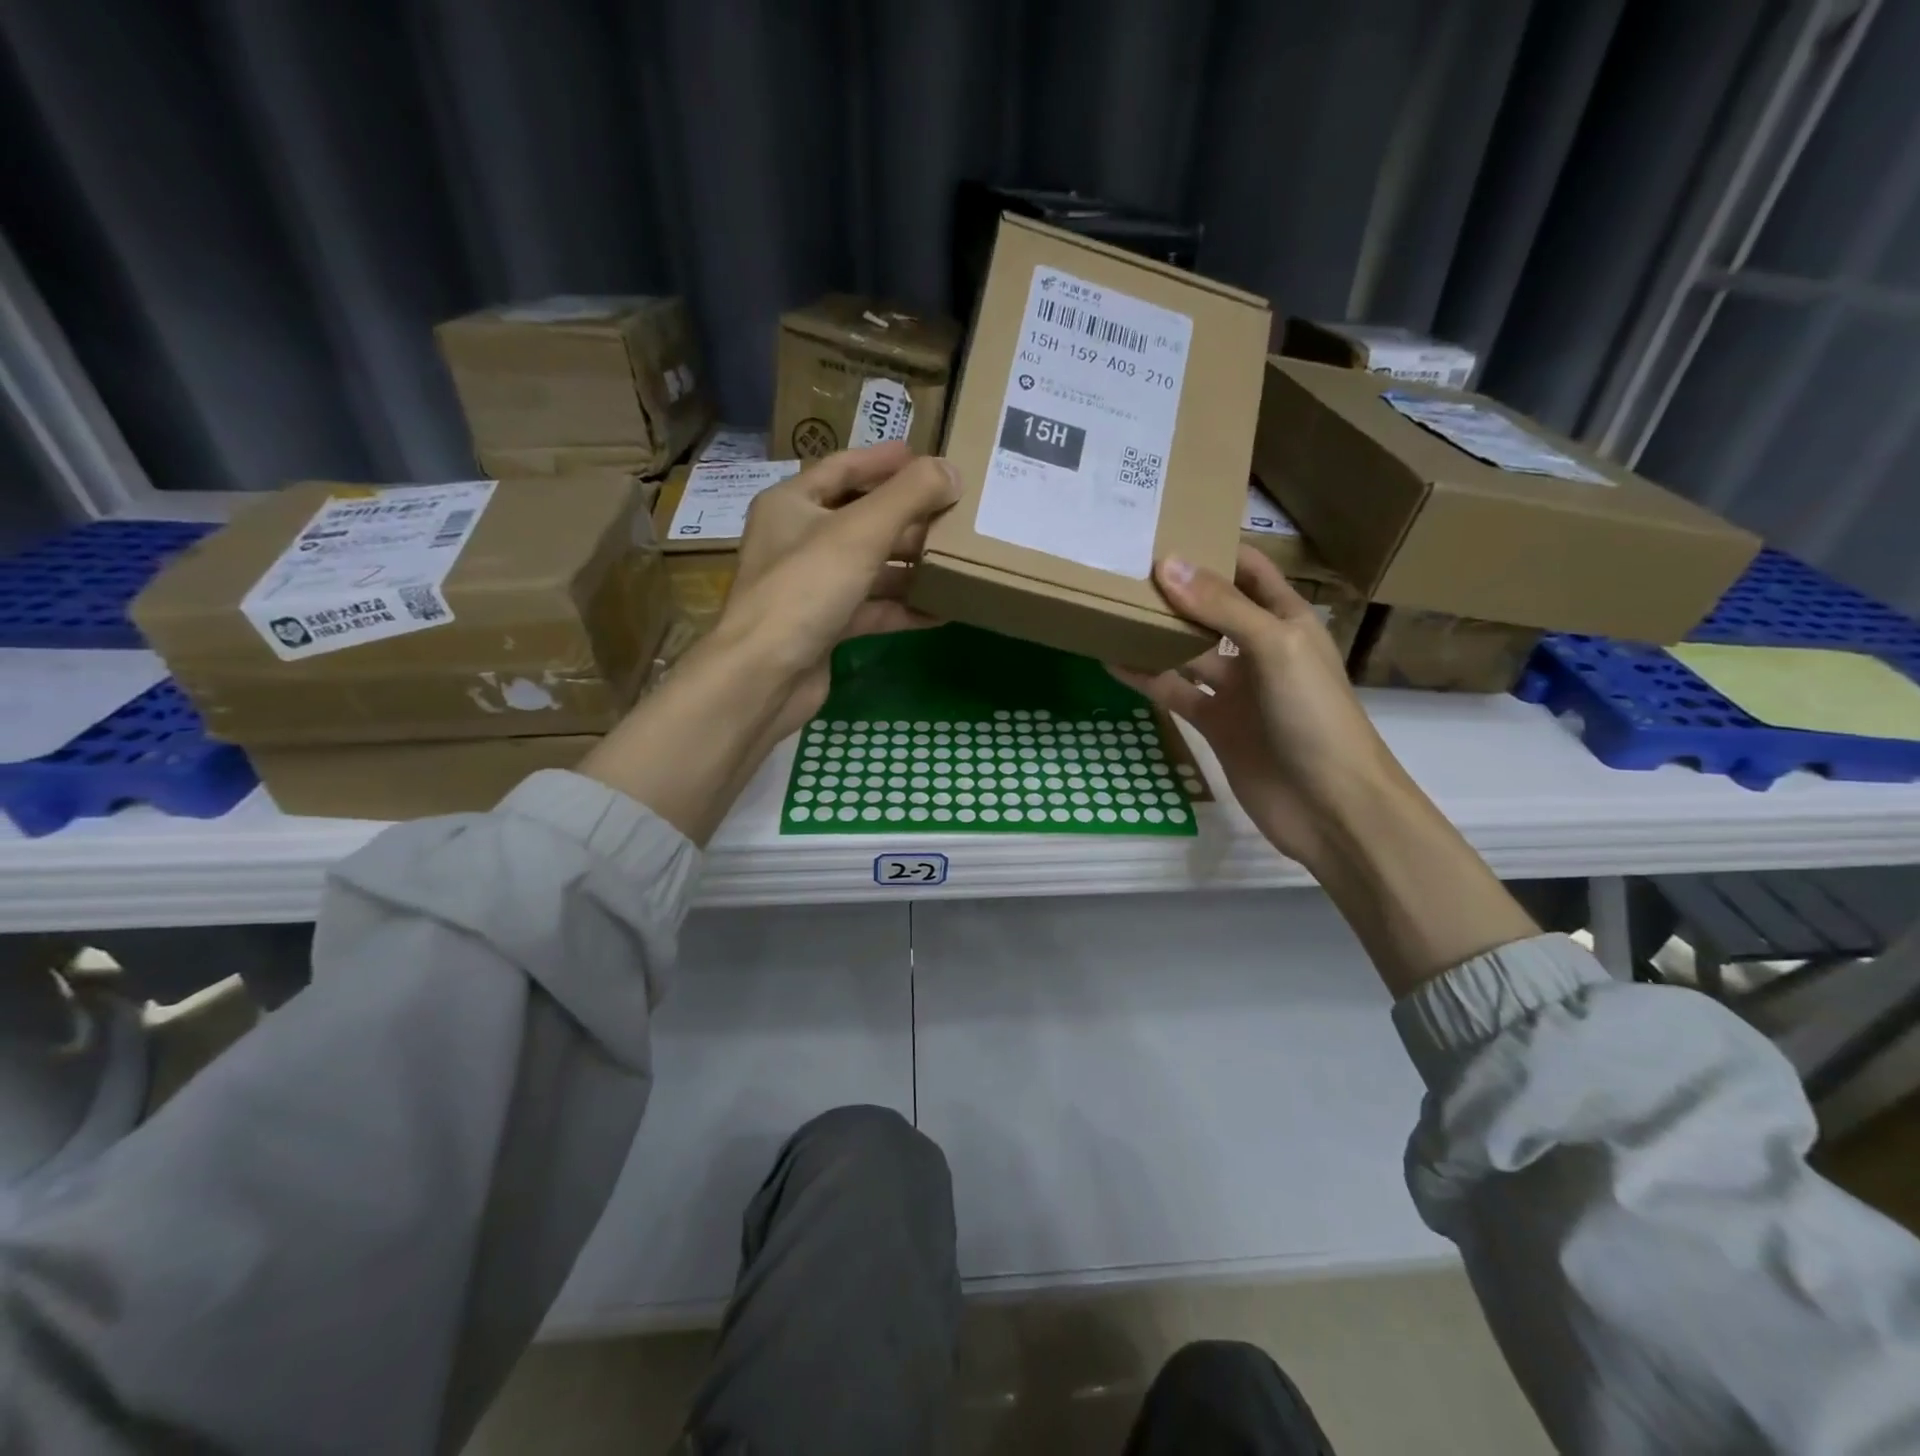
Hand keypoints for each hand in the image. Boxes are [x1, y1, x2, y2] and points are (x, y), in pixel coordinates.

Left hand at [580, 445, 958, 844]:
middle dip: (907, 518)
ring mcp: (810, 587)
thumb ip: (908, 496)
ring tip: (956, 562)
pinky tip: (939, 612)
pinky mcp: (823, 626)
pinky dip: (900, 608)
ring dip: (908, 566)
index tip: (924, 458)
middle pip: (860, 519)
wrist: (765, 675)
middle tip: (954, 515)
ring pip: (867, 567)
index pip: (842, 468)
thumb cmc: (806, 589)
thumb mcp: (861, 532)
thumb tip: (951, 472)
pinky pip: (869, 608)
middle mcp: (797, 541)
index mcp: (792, 504)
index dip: (883, 460)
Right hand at [1112, 546, 1402, 867]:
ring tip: (1109, 607)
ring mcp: (1236, 689)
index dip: (1214, 548)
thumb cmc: (1314, 715)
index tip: (1166, 526)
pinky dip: (1147, 677)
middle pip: (1211, 609)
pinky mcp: (1215, 724)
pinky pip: (1175, 692)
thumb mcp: (1275, 647)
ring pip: (1187, 651)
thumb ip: (1221, 608)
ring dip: (1155, 633)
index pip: (1249, 571)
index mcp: (1287, 620)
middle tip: (1123, 566)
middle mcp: (1259, 648)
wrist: (1329, 806)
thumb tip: (1167, 564)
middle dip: (1175, 590)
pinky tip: (1113, 659)